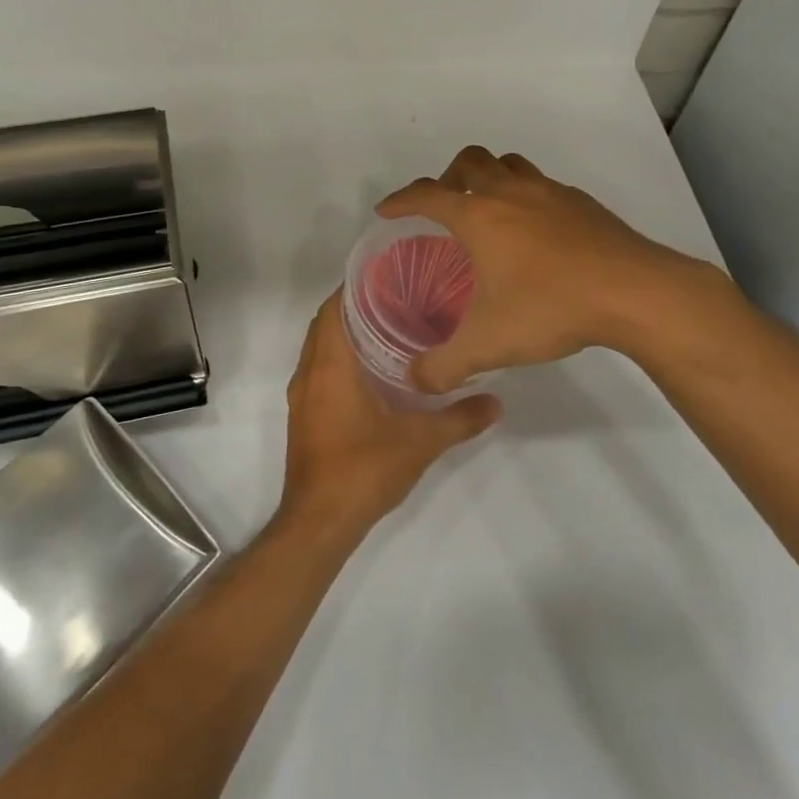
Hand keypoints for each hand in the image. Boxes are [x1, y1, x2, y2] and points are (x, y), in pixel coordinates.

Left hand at [277, 292, 500, 544]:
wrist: (319, 522)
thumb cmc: (363, 470)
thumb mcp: (420, 442)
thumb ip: (459, 419)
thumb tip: (496, 402)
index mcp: (330, 366)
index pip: (333, 308)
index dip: (355, 287)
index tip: (388, 276)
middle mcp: (309, 373)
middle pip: (325, 324)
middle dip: (355, 307)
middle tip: (398, 299)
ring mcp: (302, 396)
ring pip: (320, 348)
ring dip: (346, 334)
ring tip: (390, 328)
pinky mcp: (304, 416)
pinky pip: (319, 370)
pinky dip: (340, 359)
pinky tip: (375, 371)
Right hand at [377, 145, 730, 391]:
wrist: (634, 292)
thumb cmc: (550, 307)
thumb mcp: (488, 345)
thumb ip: (444, 365)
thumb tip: (415, 380)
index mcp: (479, 216)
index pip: (427, 195)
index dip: (401, 200)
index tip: (386, 210)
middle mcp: (511, 193)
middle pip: (470, 161)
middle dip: (448, 177)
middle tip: (445, 206)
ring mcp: (551, 193)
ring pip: (510, 164)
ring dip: (490, 177)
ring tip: (489, 211)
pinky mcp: (583, 204)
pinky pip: (543, 185)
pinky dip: (527, 197)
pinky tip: (537, 234)